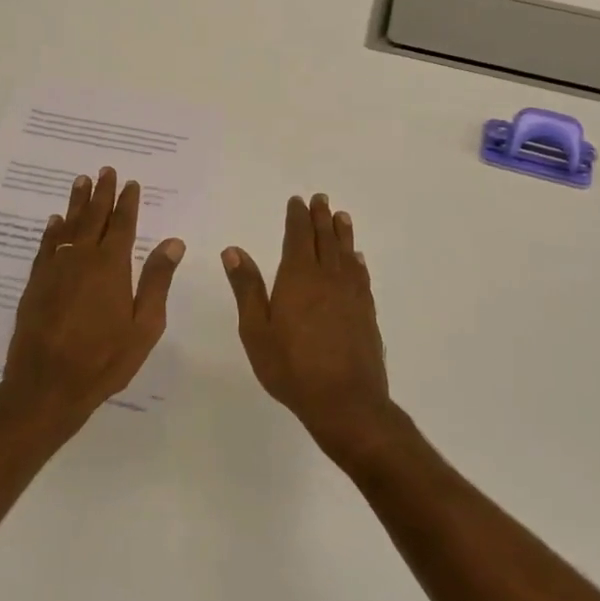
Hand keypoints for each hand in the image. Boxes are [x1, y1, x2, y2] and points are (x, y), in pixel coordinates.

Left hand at [5, 166, 184, 418]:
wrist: (47, 384)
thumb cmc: (104, 359)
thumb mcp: (144, 325)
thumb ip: (157, 280)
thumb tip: (172, 242)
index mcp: (111, 267)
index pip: (122, 225)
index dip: (127, 202)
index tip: (130, 183)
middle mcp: (82, 258)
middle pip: (93, 217)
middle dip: (101, 193)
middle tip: (105, 170)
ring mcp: (55, 269)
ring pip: (68, 226)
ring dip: (76, 203)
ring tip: (81, 181)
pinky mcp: (36, 283)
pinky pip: (47, 246)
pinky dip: (53, 230)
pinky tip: (56, 221)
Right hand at [223, 194, 393, 455]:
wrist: (344, 401)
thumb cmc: (291, 367)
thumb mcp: (256, 330)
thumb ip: (247, 288)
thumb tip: (233, 250)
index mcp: (298, 278)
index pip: (298, 237)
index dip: (297, 217)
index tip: (298, 201)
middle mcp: (328, 278)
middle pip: (325, 240)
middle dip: (321, 217)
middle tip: (321, 199)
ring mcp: (351, 295)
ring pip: (346, 254)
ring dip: (342, 233)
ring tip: (341, 216)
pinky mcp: (366, 312)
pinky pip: (361, 276)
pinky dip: (357, 261)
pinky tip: (357, 259)